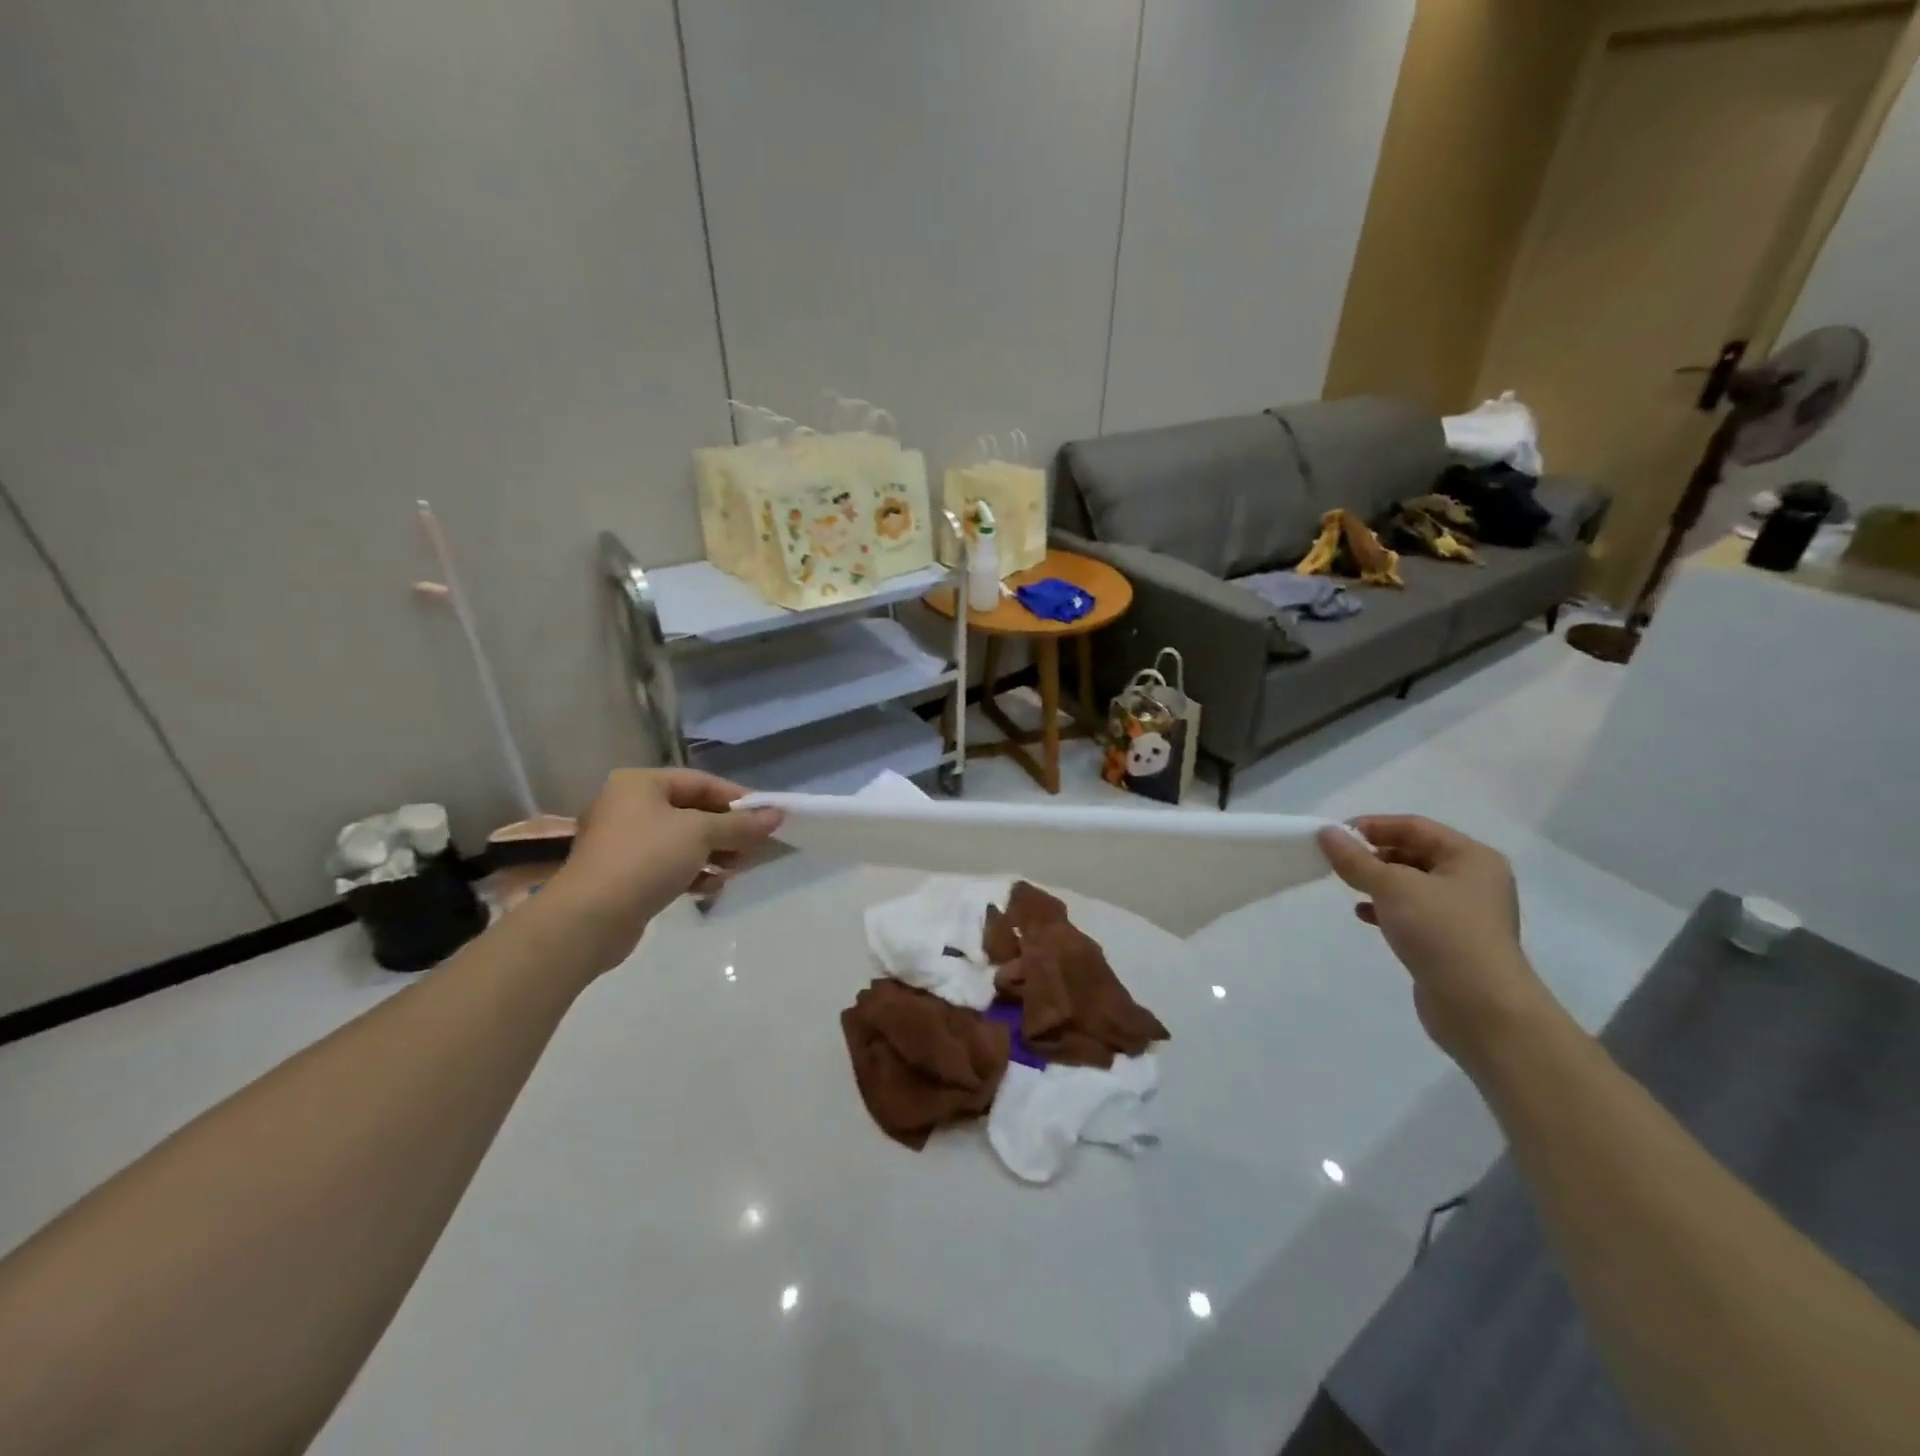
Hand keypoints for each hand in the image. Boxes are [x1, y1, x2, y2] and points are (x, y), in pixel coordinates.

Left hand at [546, 770, 783, 970]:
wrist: (589, 919)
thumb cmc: (646, 859)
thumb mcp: (700, 834)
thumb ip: (740, 824)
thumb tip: (777, 815)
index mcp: (641, 784)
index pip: (702, 782)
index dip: (738, 798)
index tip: (769, 816)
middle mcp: (629, 806)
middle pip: (693, 812)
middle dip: (728, 831)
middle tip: (756, 848)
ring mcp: (624, 842)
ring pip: (683, 841)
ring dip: (715, 854)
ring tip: (738, 870)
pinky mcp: (624, 875)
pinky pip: (669, 865)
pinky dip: (693, 872)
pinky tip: (712, 888)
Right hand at [1317, 816, 1559, 1071]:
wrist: (1481, 1009)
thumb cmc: (1442, 933)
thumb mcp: (1393, 887)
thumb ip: (1355, 859)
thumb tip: (1326, 833)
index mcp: (1471, 857)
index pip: (1414, 826)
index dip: (1373, 826)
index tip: (1335, 835)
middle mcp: (1472, 880)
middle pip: (1414, 853)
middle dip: (1374, 854)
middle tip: (1338, 861)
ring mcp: (1463, 913)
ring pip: (1411, 884)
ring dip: (1378, 881)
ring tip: (1348, 886)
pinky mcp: (1451, 941)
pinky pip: (1412, 912)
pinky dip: (1386, 908)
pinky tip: (1363, 915)